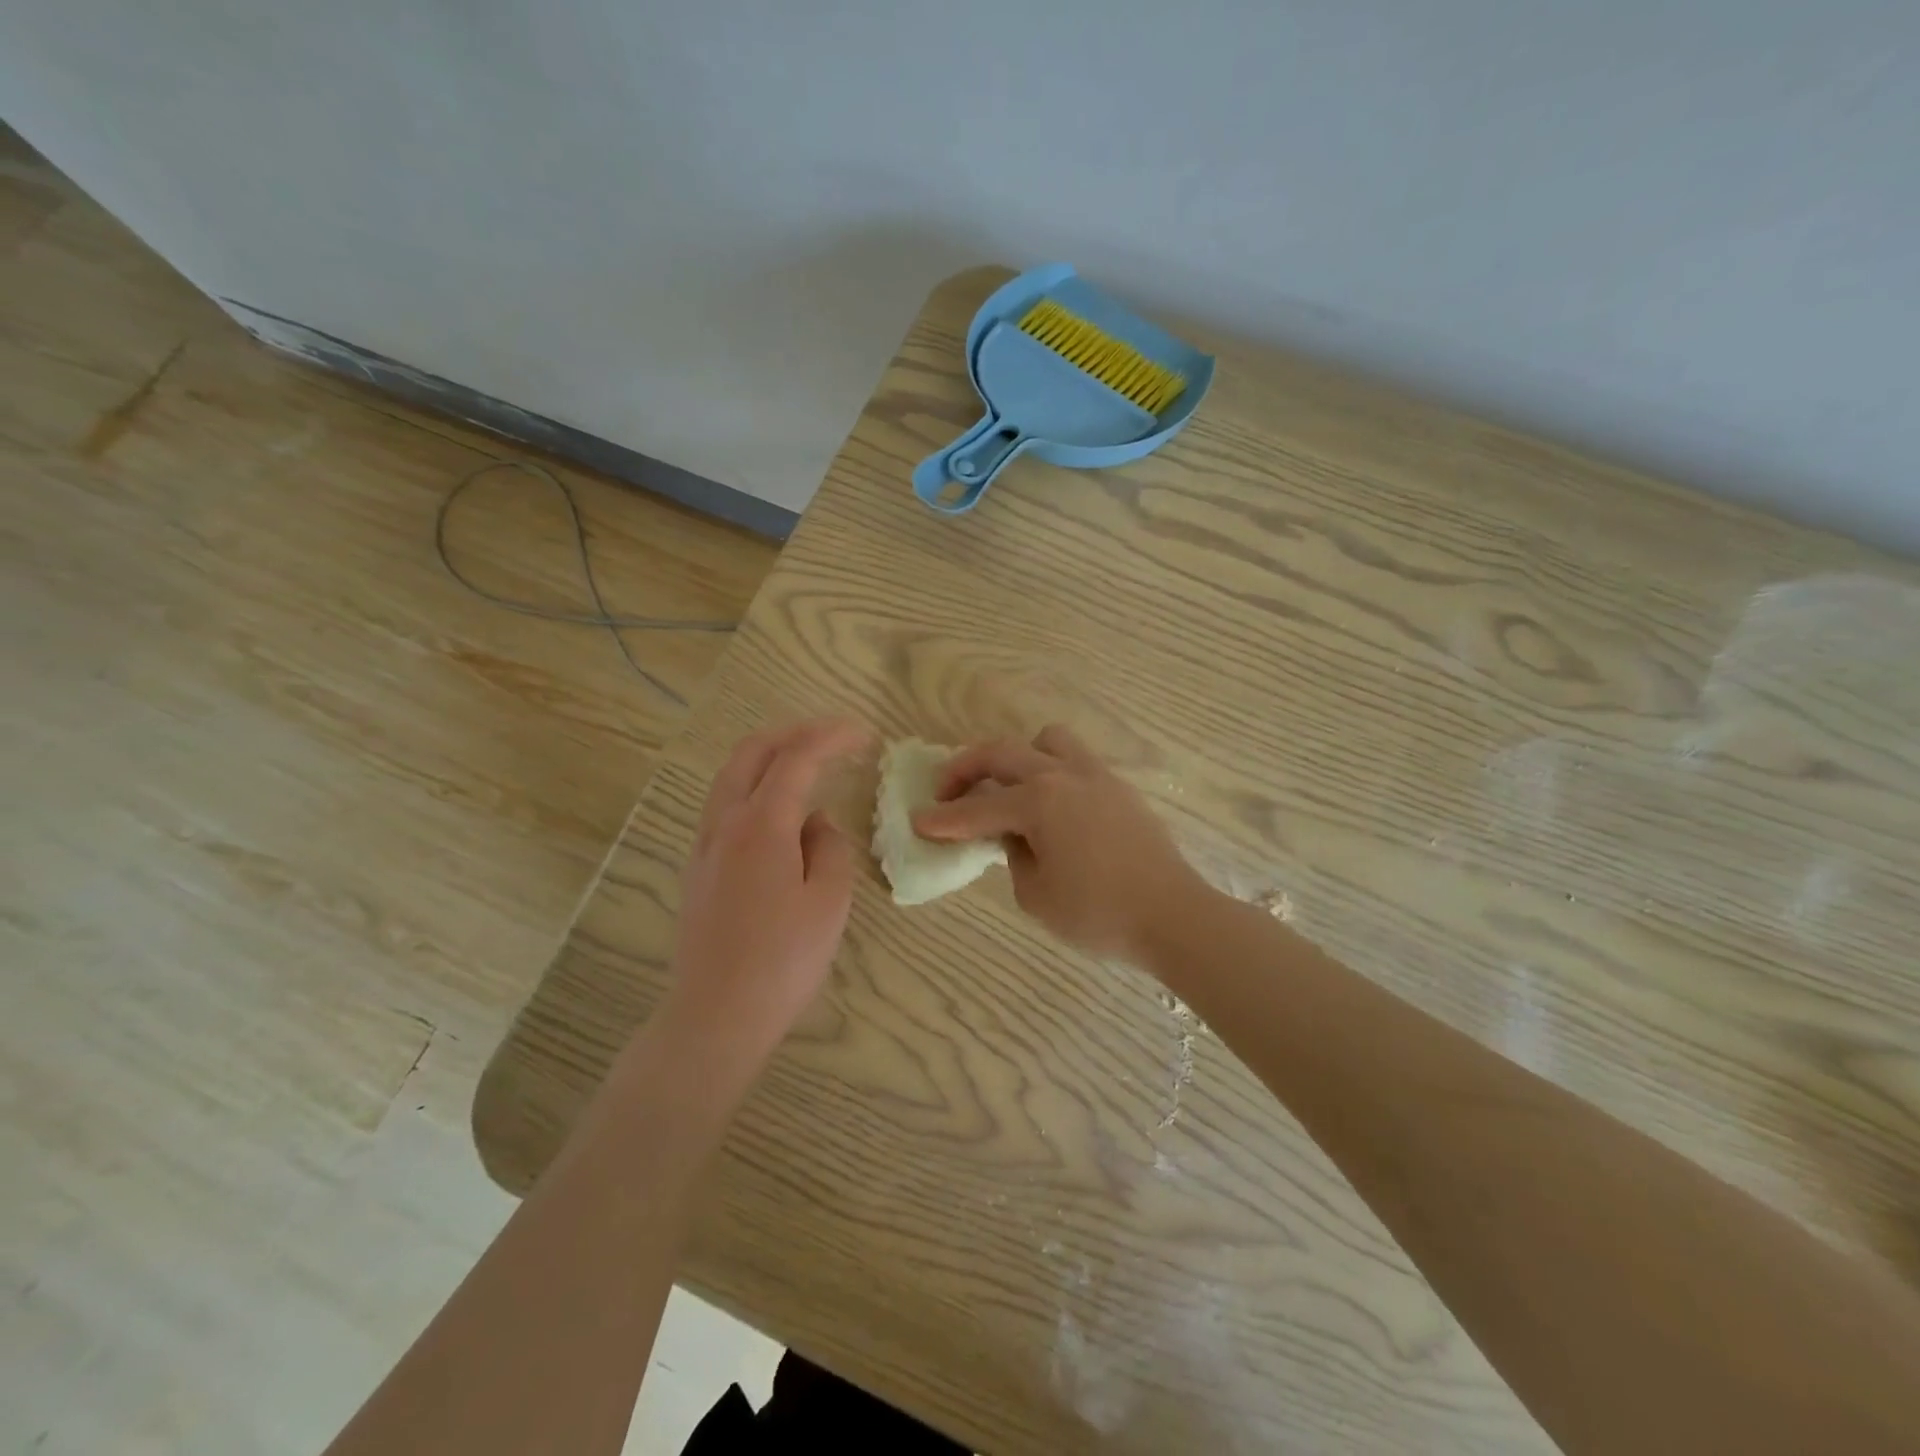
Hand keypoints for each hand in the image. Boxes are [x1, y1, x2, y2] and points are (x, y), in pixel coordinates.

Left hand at [661, 717, 869, 1067]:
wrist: (716, 1015)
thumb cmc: (783, 960)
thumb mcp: (828, 900)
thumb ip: (829, 847)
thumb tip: (815, 822)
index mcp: (761, 824)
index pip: (797, 758)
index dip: (832, 737)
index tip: (865, 735)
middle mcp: (725, 822)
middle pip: (752, 751)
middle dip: (795, 732)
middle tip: (834, 736)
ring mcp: (705, 844)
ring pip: (732, 775)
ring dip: (770, 756)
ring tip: (808, 762)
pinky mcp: (699, 867)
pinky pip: (725, 804)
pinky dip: (755, 785)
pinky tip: (779, 810)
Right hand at [912, 724, 1205, 960]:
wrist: (1173, 915)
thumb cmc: (1099, 914)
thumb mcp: (1037, 895)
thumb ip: (1014, 857)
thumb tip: (1016, 837)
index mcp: (1039, 802)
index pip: (977, 809)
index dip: (943, 818)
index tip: (917, 821)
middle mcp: (1064, 776)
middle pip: (1002, 753)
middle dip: (965, 769)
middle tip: (945, 792)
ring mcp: (1096, 776)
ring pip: (1046, 741)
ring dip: (1017, 758)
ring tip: (1010, 789)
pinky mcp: (1118, 788)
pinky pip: (1074, 762)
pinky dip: (1050, 773)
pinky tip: (1050, 808)